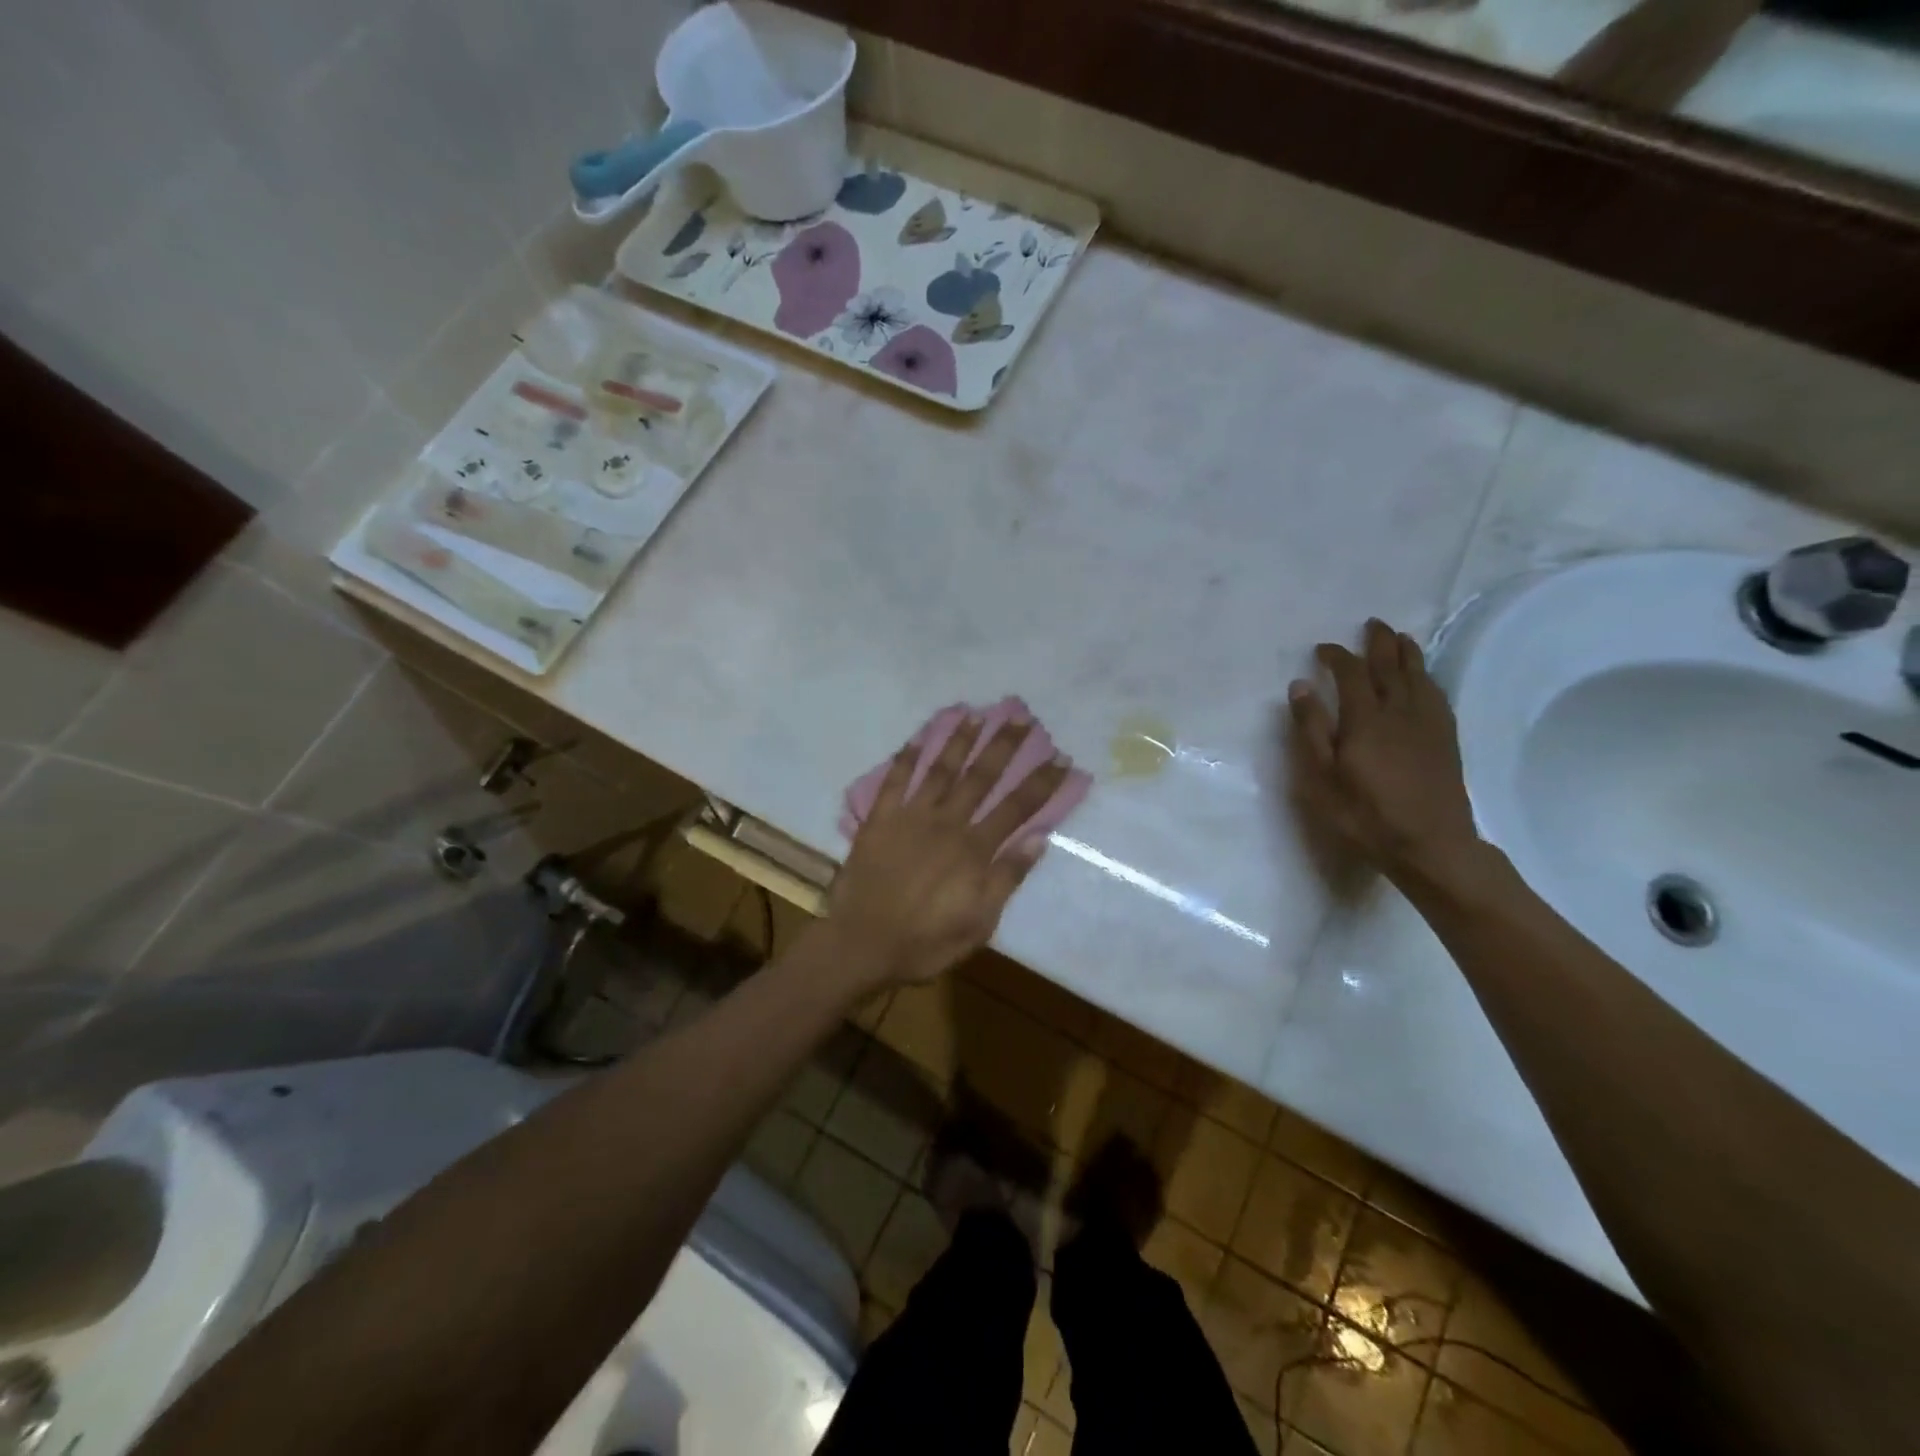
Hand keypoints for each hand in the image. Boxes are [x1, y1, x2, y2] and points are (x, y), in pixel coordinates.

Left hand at [826, 716, 1070, 987]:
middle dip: (1004, 746)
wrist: (861, 944)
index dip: (1040, 782)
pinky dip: (906, 757)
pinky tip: (917, 737)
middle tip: (1021, 717)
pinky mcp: (879, 820)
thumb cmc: (924, 941)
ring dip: (960, 741)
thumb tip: (1039, 838)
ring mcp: (911, 817)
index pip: (1017, 808)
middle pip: (982, 777)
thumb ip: (1006, 878)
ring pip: (941, 770)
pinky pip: (895, 781)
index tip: (1060, 757)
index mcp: (974, 850)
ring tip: (976, 714)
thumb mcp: (979, 923)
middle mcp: (947, 823)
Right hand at [1287, 619, 1482, 889]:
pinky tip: (1424, 679)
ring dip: (1407, 653)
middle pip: (1391, 666)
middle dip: (1379, 643)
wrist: (1431, 845)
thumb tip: (1301, 686)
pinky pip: (1436, 696)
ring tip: (1401, 638)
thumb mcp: (1322, 777)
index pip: (1352, 674)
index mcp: (1365, 719)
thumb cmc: (1365, 815)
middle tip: (1372, 624)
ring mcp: (1428, 725)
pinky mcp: (1446, 740)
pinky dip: (1427, 678)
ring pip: (1418, 677)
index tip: (1324, 648)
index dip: (1338, 656)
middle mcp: (1399, 712)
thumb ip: (1311, 730)